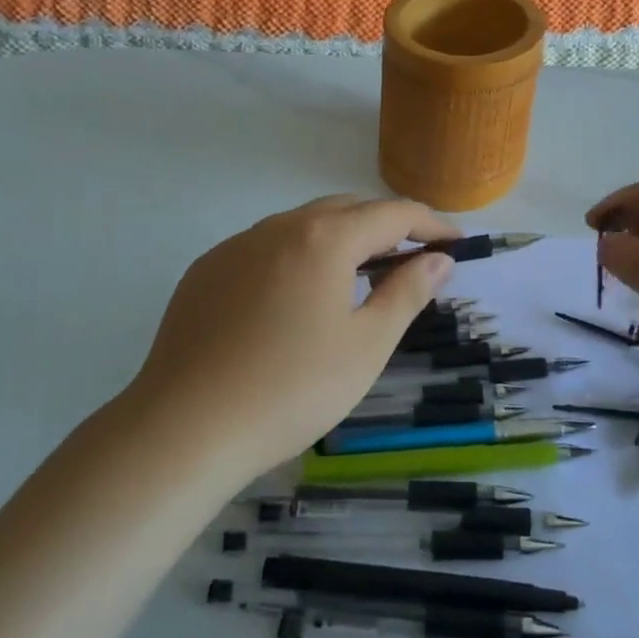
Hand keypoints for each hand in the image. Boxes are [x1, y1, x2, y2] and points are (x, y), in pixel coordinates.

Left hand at [129, 196, 459, 477]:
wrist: (183, 428)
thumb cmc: (291, 389)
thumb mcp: (365, 346)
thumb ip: (406, 293)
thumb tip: (439, 259)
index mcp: (324, 238)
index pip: (392, 213)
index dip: (430, 223)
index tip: (455, 242)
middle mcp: (279, 227)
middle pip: (346, 209)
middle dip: (385, 226)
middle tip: (412, 258)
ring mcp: (236, 246)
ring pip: (302, 225)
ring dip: (339, 239)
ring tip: (357, 277)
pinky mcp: (206, 270)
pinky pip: (265, 248)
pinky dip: (296, 257)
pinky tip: (294, 299)